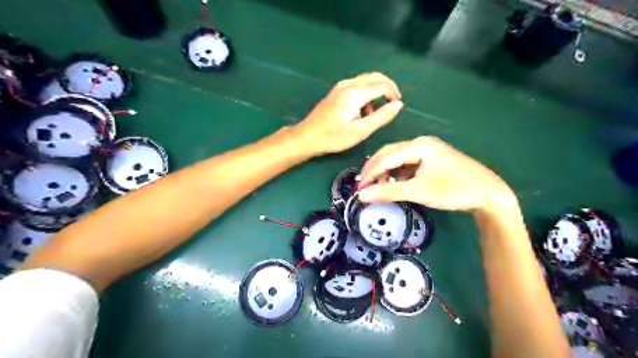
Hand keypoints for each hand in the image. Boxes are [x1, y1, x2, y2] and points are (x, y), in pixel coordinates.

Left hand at [291, 73, 399, 154]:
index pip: (382, 85)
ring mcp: (341, 86)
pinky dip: (366, 92)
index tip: (398, 105)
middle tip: (394, 102)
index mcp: (355, 93)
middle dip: (388, 87)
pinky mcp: (336, 91)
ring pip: (366, 79)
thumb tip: (399, 105)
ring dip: (376, 90)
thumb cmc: (334, 137)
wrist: (308, 136)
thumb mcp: (361, 131)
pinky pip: (357, 85)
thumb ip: (382, 117)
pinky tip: (363, 110)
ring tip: (378, 110)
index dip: (393, 93)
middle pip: (375, 77)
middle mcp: (348, 84)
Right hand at [359, 136, 511, 211]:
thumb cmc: (453, 190)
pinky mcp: (432, 160)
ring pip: (398, 159)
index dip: (370, 173)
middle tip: (365, 187)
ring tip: (381, 187)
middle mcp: (421, 143)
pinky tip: (397, 184)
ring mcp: (428, 151)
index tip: (359, 189)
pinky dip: (398, 174)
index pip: (386, 157)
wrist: (489, 194)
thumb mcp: (419, 191)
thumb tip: (361, 196)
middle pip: (390, 154)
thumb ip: (388, 192)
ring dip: (387, 173)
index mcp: (419, 145)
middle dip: (376, 170)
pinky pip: (408, 164)